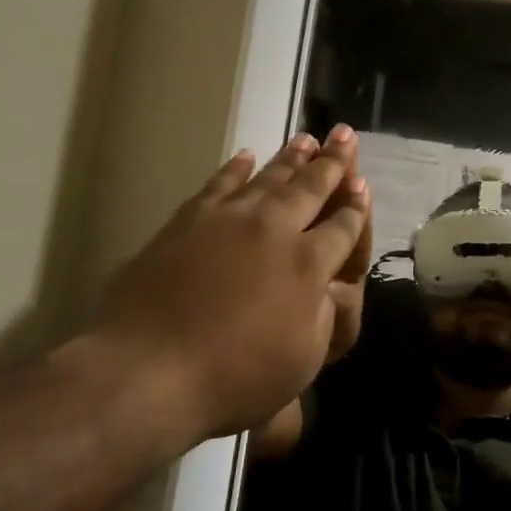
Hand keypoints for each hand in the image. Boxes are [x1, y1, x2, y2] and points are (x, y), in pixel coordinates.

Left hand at [65, 133, 368, 447]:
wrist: (147, 369)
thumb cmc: (233, 377)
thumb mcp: (303, 360)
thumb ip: (325, 316)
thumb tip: (330, 285)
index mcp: (309, 264)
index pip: (343, 226)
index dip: (357, 207)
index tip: (362, 186)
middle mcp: (275, 229)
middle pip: (311, 187)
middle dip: (333, 161)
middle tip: (345, 134)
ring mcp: (230, 219)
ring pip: (270, 177)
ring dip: (292, 157)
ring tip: (307, 138)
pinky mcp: (189, 220)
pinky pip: (220, 183)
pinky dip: (236, 167)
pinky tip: (247, 155)